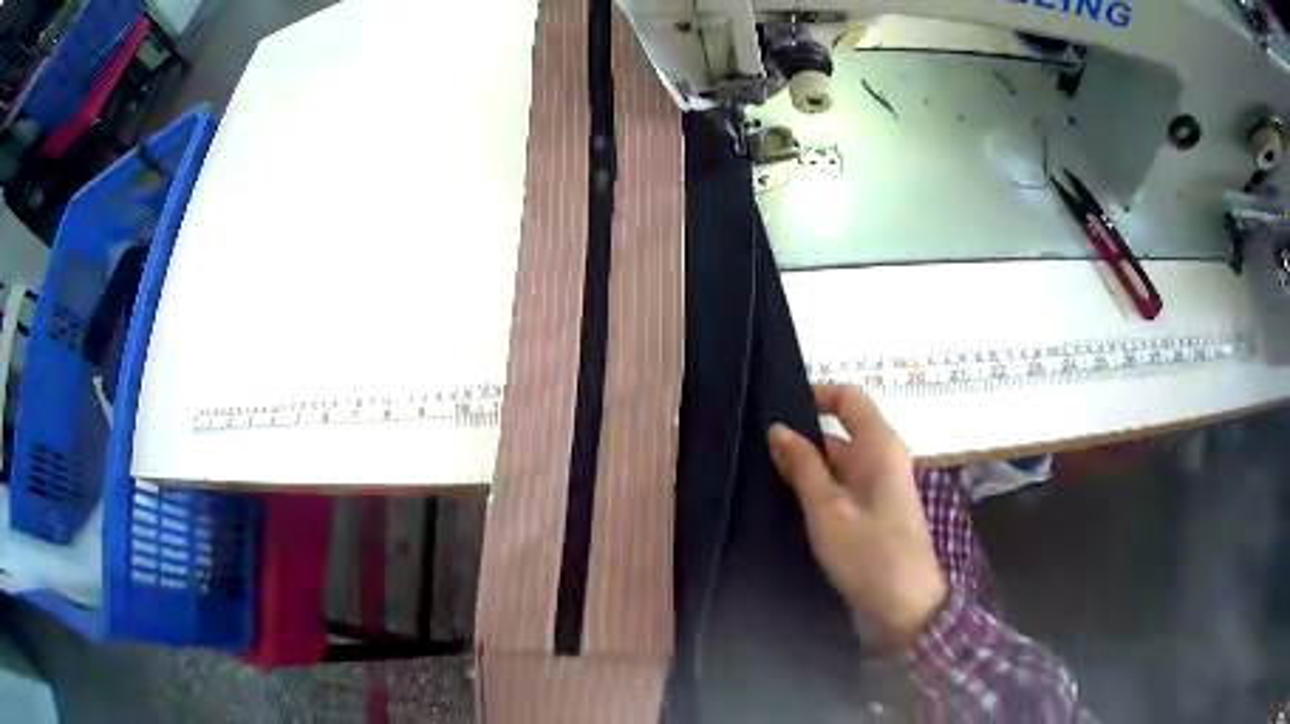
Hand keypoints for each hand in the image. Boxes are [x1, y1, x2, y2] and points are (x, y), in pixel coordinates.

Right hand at [768, 385, 946, 650]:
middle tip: (755, 444)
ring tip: (760, 469)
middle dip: (802, 434)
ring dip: (806, 464)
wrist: (905, 606)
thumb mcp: (828, 509)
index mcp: (880, 446)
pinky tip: (786, 498)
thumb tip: (778, 428)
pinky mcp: (873, 511)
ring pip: (839, 461)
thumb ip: (803, 467)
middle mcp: (882, 458)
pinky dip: (817, 486)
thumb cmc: (868, 553)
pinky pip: (842, 485)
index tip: (776, 405)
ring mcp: (879, 486)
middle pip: (841, 430)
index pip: (849, 398)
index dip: (816, 394)